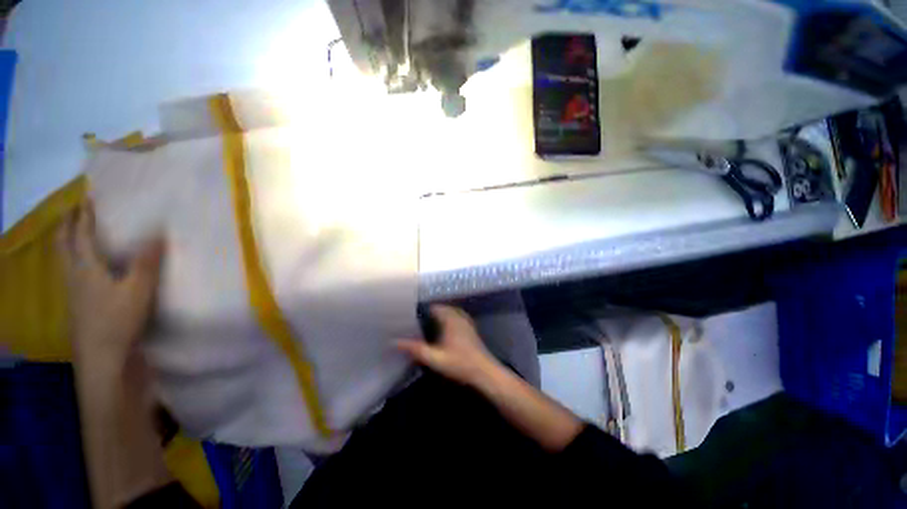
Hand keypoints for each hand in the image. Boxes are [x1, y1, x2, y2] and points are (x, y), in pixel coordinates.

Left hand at [56, 200, 163, 366]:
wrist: (103, 359)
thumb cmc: (117, 322)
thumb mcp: (138, 291)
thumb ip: (147, 262)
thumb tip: (158, 232)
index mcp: (85, 268)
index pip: (80, 235)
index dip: (83, 215)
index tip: (86, 197)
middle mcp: (74, 276)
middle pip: (64, 245)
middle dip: (68, 225)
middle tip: (75, 211)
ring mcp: (74, 292)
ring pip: (65, 260)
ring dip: (68, 242)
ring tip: (76, 233)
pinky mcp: (79, 305)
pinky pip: (72, 273)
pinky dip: (74, 261)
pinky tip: (85, 267)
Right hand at [396, 305, 501, 387]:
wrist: (485, 372)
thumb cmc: (460, 364)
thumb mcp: (435, 359)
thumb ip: (416, 349)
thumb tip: (395, 341)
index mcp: (450, 319)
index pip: (434, 307)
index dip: (421, 309)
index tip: (410, 315)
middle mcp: (459, 317)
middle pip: (442, 308)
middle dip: (429, 312)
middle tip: (416, 321)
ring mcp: (466, 322)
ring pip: (450, 312)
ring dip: (440, 315)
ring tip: (427, 324)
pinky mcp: (471, 329)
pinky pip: (457, 318)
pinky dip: (448, 319)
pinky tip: (443, 330)